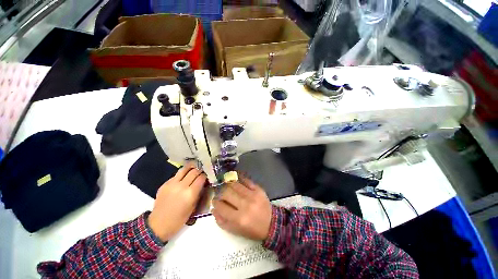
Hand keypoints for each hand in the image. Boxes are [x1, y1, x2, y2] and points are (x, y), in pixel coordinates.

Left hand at [148, 163, 205, 241]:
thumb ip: (199, 193)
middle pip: (194, 171)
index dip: (205, 175)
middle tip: (202, 172)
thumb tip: (203, 184)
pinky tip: (183, 178)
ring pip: (184, 169)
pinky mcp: (164, 184)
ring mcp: (172, 184)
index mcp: (190, 193)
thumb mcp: (193, 207)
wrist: (158, 224)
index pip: (201, 178)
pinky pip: (176, 175)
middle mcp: (181, 186)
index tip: (207, 176)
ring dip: (191, 168)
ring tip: (194, 170)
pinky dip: (182, 174)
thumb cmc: (179, 219)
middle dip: (200, 170)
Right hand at [212, 177, 271, 240]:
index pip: (221, 206)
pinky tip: (236, 181)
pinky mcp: (258, 189)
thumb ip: (223, 221)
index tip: (214, 201)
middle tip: (221, 193)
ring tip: (228, 187)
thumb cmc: (252, 229)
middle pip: (227, 192)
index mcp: (239, 219)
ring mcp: (252, 195)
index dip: (215, 202)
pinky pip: (246, 180)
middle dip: (220, 192)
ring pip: (235, 184)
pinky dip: (239, 179)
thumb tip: (214, 209)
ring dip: (228, 185)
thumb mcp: (236, 231)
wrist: (271, 223)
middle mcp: (245, 205)